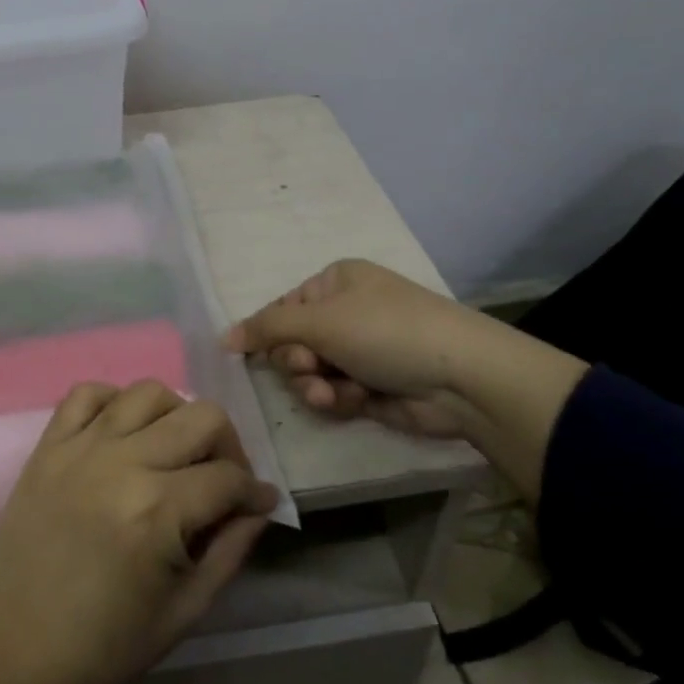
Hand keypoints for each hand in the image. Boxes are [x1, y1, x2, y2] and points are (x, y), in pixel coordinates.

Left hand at [0, 381, 278, 683]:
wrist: (18, 646)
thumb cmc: (107, 644)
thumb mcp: (185, 611)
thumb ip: (230, 552)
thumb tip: (258, 507)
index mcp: (159, 512)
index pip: (228, 477)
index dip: (255, 491)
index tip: (258, 503)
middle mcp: (124, 464)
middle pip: (201, 416)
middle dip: (227, 445)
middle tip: (220, 477)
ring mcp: (81, 447)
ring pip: (148, 391)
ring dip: (174, 415)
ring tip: (172, 450)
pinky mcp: (49, 445)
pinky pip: (86, 393)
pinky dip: (113, 402)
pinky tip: (121, 432)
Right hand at [226, 259, 589, 504]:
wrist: (461, 377)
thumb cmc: (385, 331)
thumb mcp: (320, 321)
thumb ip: (266, 328)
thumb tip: (222, 338)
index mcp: (334, 283)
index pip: (281, 309)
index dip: (269, 334)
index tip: (264, 353)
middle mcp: (345, 312)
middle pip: (292, 343)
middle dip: (296, 363)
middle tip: (310, 368)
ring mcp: (359, 350)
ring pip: (310, 372)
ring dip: (314, 385)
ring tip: (333, 392)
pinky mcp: (371, 385)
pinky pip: (333, 393)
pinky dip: (338, 398)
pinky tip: (355, 401)